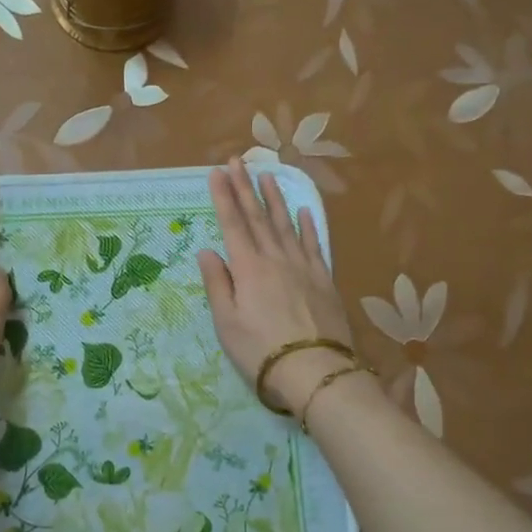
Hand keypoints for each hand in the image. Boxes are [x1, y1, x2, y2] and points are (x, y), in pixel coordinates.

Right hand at [198, 158, 365, 413]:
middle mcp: (275, 259)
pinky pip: (314, 244)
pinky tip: (304, 211)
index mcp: (248, 268)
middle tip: (237, 161)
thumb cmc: (260, 350)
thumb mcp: (226, 322)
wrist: (315, 370)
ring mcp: (303, 267)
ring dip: (275, 199)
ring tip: (268, 176)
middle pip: (258, 217)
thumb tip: (208, 251)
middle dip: (245, 187)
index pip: (233, 224)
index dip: (223, 197)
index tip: (217, 172)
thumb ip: (217, 284)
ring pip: (286, 224)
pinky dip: (307, 225)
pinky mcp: (324, 279)